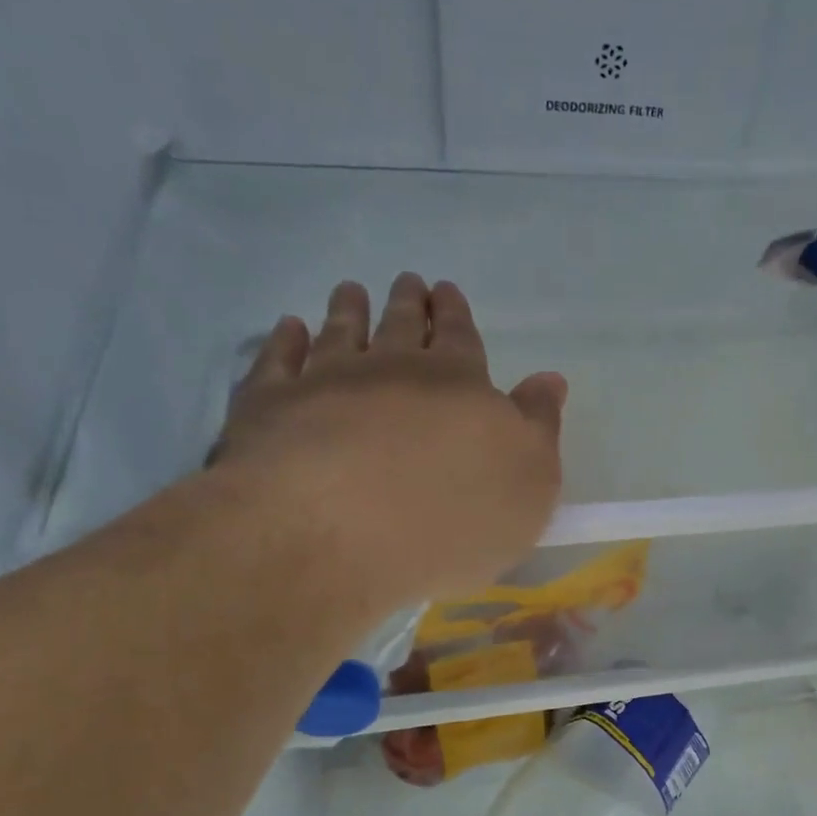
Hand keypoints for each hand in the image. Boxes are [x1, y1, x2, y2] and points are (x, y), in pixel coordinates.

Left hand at [212, 273, 566, 603]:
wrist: (337, 534)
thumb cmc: (453, 517)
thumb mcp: (529, 482)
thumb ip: (539, 427)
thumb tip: (548, 380)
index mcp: (458, 384)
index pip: (460, 337)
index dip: (456, 314)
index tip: (447, 291)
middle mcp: (391, 369)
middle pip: (401, 325)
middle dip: (408, 303)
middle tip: (408, 281)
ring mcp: (325, 382)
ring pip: (340, 332)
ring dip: (348, 309)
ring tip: (350, 290)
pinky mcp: (268, 407)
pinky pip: (278, 360)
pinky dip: (285, 341)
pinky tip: (289, 328)